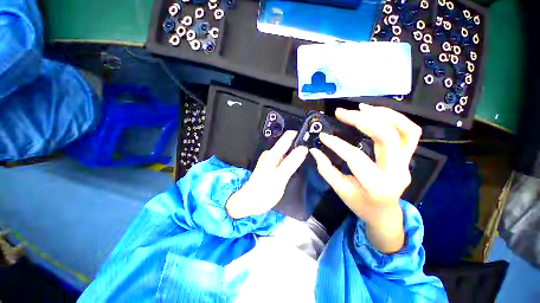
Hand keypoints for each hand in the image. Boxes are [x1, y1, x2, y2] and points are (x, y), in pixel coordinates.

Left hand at [226, 131, 307, 218]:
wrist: (250, 202)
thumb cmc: (263, 191)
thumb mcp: (279, 177)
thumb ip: (291, 162)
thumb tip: (303, 148)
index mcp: (272, 154)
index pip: (287, 137)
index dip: (299, 135)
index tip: (311, 137)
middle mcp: (272, 155)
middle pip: (288, 144)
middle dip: (300, 145)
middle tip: (314, 150)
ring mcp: (273, 161)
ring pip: (288, 153)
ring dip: (297, 153)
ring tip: (310, 156)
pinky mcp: (274, 168)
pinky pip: (286, 160)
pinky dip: (293, 160)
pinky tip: (300, 164)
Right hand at [310, 104, 421, 252]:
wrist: (384, 214)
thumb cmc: (360, 204)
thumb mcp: (340, 190)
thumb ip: (326, 169)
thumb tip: (314, 150)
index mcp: (376, 185)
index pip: (355, 157)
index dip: (337, 144)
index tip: (323, 136)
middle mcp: (396, 172)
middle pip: (386, 137)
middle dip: (361, 120)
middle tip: (341, 113)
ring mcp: (407, 163)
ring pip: (404, 130)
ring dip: (382, 114)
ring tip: (361, 108)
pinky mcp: (408, 157)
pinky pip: (409, 132)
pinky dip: (394, 118)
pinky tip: (375, 113)